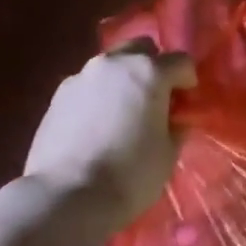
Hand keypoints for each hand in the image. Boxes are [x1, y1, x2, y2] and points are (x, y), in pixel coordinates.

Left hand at [22, 43, 195, 231]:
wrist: (66, 197)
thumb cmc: (130, 174)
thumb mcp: (169, 152)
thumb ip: (176, 125)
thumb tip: (174, 118)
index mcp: (149, 71)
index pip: (181, 61)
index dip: (188, 82)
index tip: (186, 105)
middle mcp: (115, 63)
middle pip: (142, 48)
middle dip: (153, 67)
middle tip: (156, 98)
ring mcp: (82, 76)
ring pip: (112, 65)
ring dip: (123, 79)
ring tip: (124, 112)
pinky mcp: (57, 96)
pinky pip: (88, 85)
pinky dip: (98, 95)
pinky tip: (98, 124)